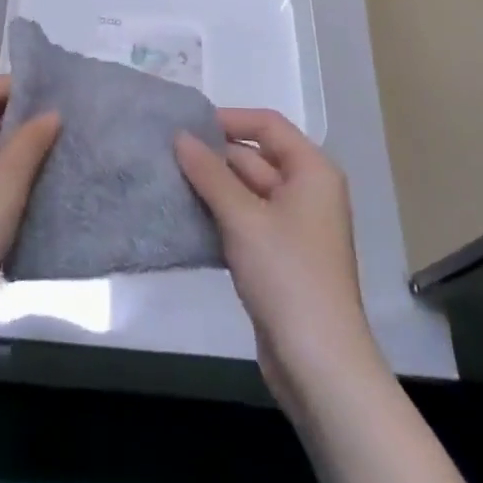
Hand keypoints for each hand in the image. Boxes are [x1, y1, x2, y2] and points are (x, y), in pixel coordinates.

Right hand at [177, 109, 380, 411]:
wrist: (318, 362)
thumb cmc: (287, 275)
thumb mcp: (243, 217)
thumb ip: (210, 173)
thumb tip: (180, 136)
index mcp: (311, 171)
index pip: (268, 125)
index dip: (229, 119)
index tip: (186, 126)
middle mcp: (306, 191)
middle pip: (254, 157)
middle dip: (212, 157)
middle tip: (164, 155)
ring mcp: (292, 226)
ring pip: (245, 191)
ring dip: (210, 188)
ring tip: (166, 181)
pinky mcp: (277, 256)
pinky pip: (243, 221)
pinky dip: (217, 217)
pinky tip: (183, 218)